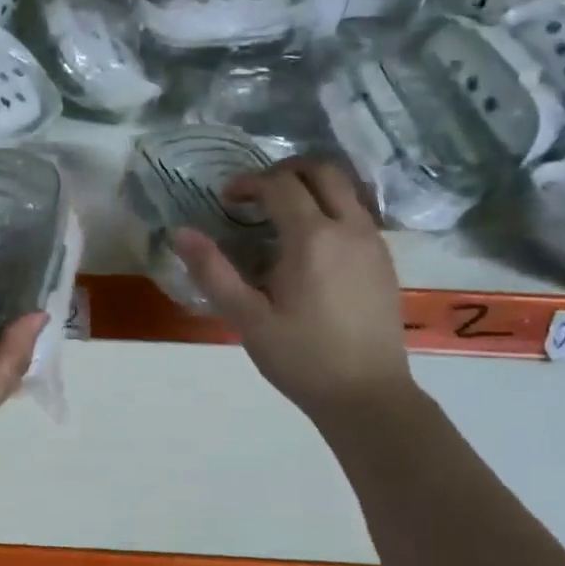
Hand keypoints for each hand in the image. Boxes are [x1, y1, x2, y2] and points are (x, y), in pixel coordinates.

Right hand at [170, 158, 412, 421]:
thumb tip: (180, 233)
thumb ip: (213, 271)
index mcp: (312, 239)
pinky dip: (330, 207)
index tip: (226, 201)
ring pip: (345, 188)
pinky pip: (357, 212)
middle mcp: (349, 228)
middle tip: (256, 195)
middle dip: (284, 171)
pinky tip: (310, 243)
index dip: (248, 183)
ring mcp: (373, 242)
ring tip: (281, 214)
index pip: (279, 185)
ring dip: (311, 186)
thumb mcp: (247, 319)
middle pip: (321, 170)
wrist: (368, 395)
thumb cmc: (302, 358)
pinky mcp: (384, 259)